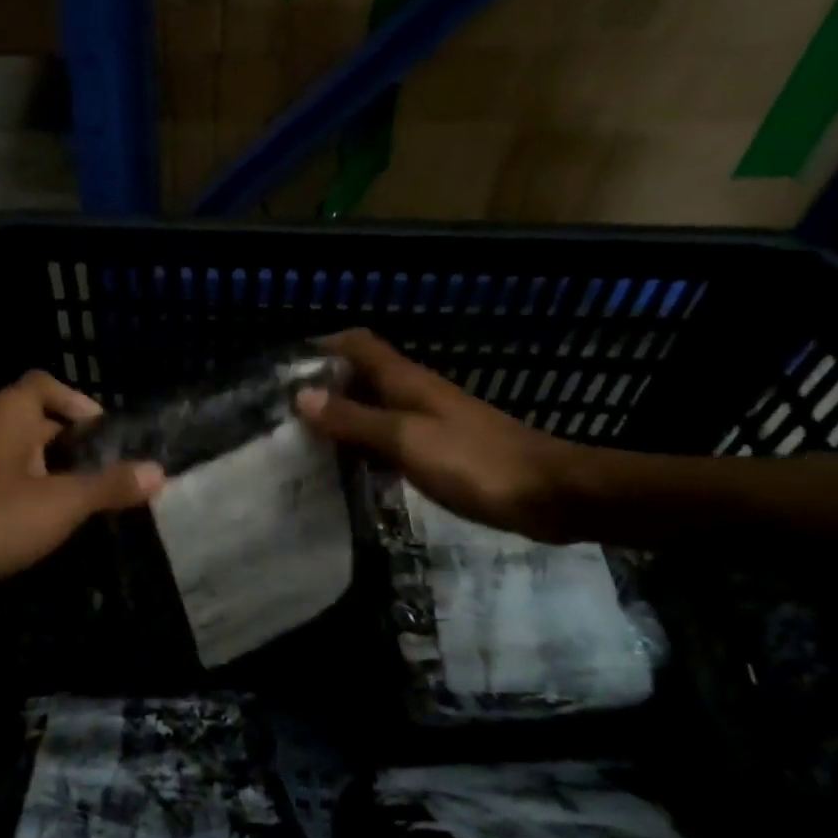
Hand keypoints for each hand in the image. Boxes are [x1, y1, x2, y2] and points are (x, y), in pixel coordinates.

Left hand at [0, 370, 163, 600]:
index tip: (103, 436)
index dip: (78, 403)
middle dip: (67, 444)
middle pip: (33, 418)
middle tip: (98, 474)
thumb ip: (109, 486)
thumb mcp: (61, 504)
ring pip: (12, 451)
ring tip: (73, 501)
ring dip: (43, 470)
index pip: (46, 384)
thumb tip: (158, 472)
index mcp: (6, 412)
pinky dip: (17, 489)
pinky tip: (33, 523)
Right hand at [295, 329, 585, 541]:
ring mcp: (430, 422)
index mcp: (406, 380)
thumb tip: (303, 396)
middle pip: (363, 376)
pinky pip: (393, 439)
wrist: (550, 493)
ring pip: (376, 409)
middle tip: (286, 414)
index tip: (288, 369)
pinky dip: (368, 446)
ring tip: (307, 443)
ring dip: (345, 418)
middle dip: (326, 387)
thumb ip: (355, 419)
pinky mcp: (442, 450)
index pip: (358, 344)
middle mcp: (415, 393)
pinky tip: (351, 470)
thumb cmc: (475, 461)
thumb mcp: (407, 440)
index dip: (324, 346)